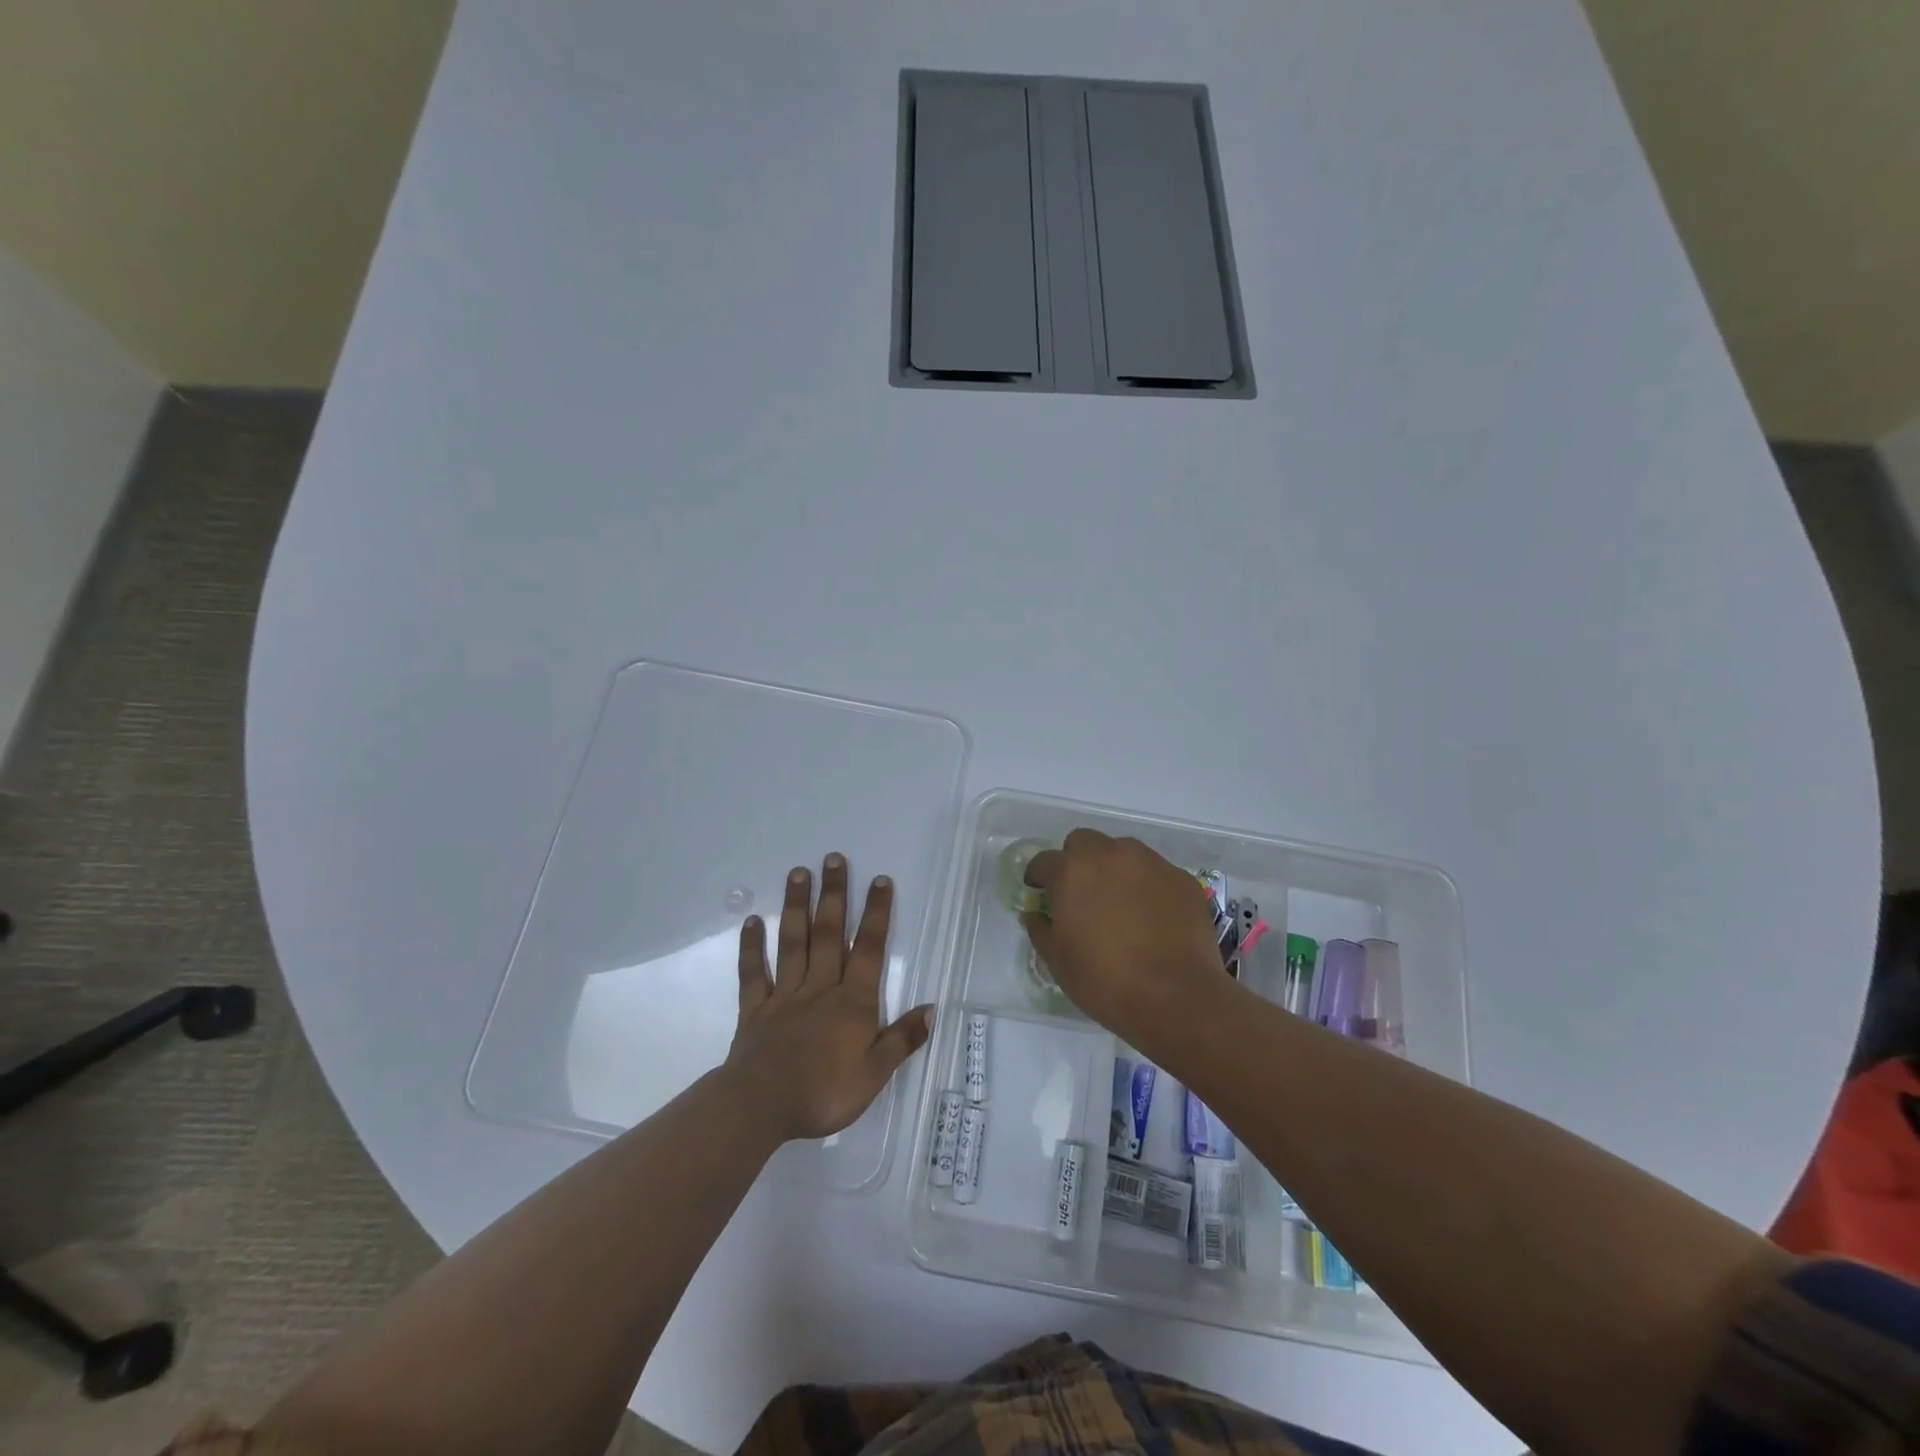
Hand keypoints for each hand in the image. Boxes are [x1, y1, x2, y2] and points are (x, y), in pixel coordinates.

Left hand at [725, 854, 933, 1142]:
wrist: (759, 1108)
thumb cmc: (823, 1094)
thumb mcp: (874, 1076)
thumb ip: (901, 1040)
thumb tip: (931, 1009)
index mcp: (852, 1003)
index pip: (868, 949)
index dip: (876, 914)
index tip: (879, 880)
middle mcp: (820, 988)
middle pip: (829, 934)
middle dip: (834, 895)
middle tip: (833, 858)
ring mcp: (784, 995)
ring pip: (793, 943)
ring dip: (796, 907)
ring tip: (798, 873)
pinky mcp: (755, 1009)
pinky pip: (754, 973)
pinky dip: (752, 947)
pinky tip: (752, 921)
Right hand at [1022, 830, 1232, 1045]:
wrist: (1176, 998)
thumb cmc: (1105, 982)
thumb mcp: (1058, 962)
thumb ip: (1041, 930)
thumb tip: (1035, 915)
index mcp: (1072, 872)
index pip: (1044, 861)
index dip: (1038, 877)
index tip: (1040, 892)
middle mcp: (1109, 855)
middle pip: (1083, 843)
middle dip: (1076, 861)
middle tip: (1080, 893)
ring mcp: (1150, 862)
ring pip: (1122, 851)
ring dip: (1113, 868)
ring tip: (1119, 902)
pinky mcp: (1180, 878)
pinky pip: (1155, 872)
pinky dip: (1147, 886)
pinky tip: (1151, 915)